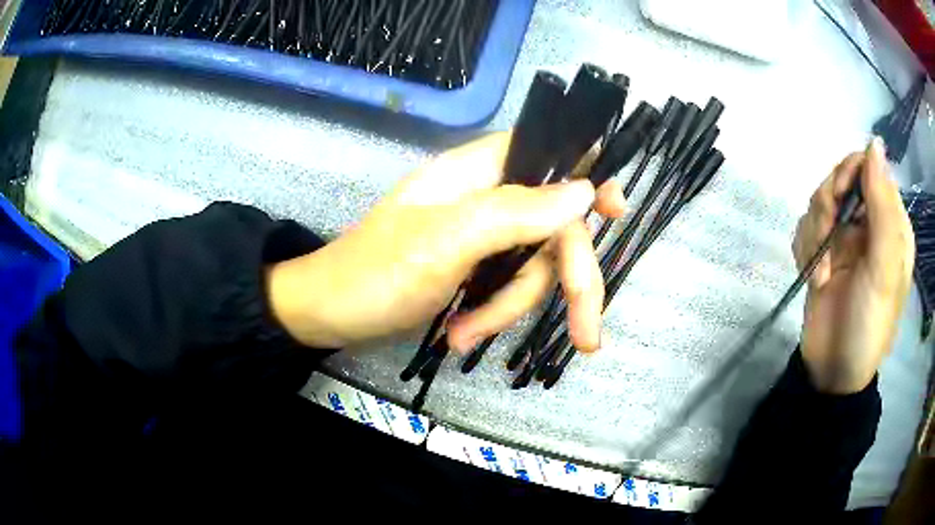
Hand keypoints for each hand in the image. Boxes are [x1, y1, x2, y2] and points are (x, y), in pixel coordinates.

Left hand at [268, 132, 626, 352]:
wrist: (328, 313)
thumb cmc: (375, 273)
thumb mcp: (445, 242)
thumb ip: (515, 213)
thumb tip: (584, 190)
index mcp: (477, 171)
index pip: (548, 152)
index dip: (587, 174)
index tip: (616, 211)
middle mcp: (485, 196)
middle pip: (553, 228)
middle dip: (565, 282)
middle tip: (587, 336)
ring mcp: (480, 234)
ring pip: (530, 268)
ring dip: (507, 309)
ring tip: (465, 335)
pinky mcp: (473, 266)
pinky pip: (506, 287)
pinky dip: (490, 315)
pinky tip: (461, 334)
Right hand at [792, 137, 913, 393]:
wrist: (833, 373)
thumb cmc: (869, 324)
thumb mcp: (884, 268)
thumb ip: (883, 206)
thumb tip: (874, 142)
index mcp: (890, 223)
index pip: (868, 168)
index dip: (850, 172)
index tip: (838, 199)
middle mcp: (868, 224)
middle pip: (840, 180)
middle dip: (827, 205)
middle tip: (826, 237)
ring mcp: (844, 239)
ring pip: (819, 202)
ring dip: (814, 232)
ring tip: (820, 270)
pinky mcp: (822, 254)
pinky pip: (804, 228)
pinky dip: (804, 249)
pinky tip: (813, 277)